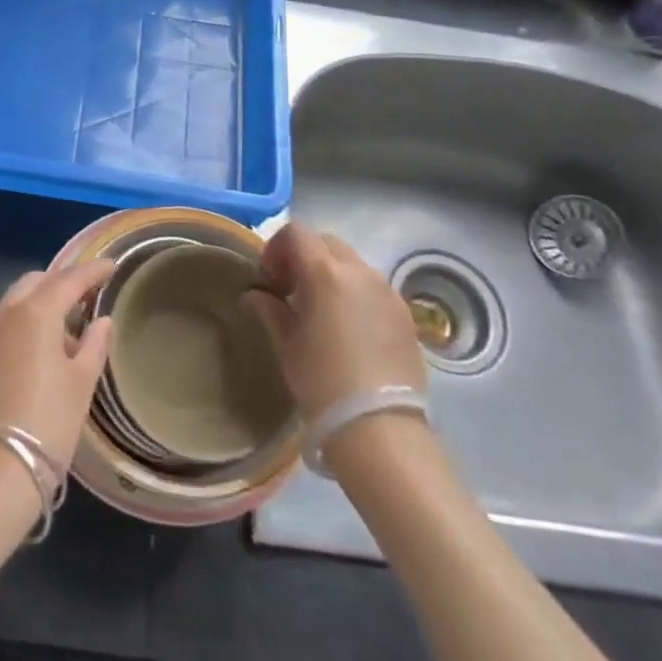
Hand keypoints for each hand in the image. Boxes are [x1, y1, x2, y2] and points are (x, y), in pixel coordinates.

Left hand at [0, 259, 114, 472]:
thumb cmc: (48, 422)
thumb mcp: (81, 382)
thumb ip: (94, 344)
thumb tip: (101, 321)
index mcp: (35, 312)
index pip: (69, 279)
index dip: (93, 270)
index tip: (112, 266)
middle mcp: (6, 312)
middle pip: (37, 281)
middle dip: (63, 281)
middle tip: (88, 292)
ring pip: (17, 299)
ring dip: (42, 300)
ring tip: (69, 322)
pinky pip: (5, 320)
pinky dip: (26, 319)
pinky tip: (44, 344)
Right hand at [243, 221, 427, 424]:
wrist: (380, 428)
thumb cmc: (323, 383)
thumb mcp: (287, 346)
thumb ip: (270, 310)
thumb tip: (256, 295)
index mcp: (325, 273)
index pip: (297, 233)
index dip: (277, 247)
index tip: (270, 278)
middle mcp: (360, 271)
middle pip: (327, 243)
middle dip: (306, 257)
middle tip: (292, 290)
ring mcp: (387, 291)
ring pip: (353, 264)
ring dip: (332, 274)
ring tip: (322, 311)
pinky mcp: (405, 313)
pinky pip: (374, 288)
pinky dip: (356, 293)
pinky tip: (349, 329)